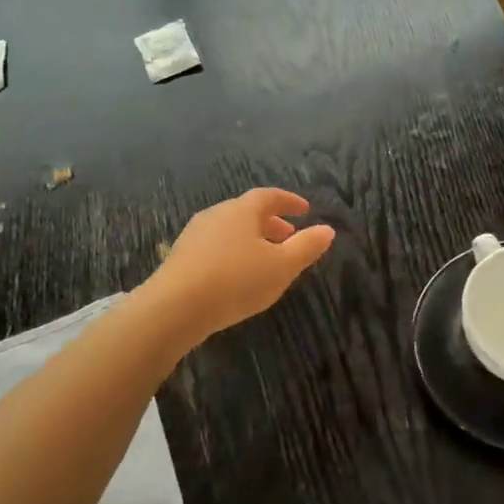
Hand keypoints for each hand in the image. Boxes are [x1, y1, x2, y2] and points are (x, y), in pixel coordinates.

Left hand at [146, 189, 335, 343]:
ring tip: (265, 257)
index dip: (289, 201)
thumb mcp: (281, 266)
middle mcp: (217, 214)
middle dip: (271, 221)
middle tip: (288, 235)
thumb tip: (327, 229)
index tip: (305, 209)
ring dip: (251, 237)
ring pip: (230, 229)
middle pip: (248, 211)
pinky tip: (236, 273)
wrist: (176, 307)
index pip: (269, 196)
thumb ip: (306, 247)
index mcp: (242, 210)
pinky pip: (215, 245)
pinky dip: (233, 251)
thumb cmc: (237, 281)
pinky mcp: (180, 256)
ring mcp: (195, 234)